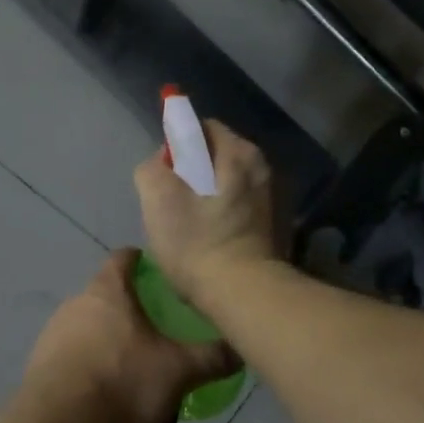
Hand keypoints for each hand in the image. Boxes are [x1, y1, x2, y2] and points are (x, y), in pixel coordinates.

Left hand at [21, 250, 236, 422]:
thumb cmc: (123, 382)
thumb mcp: (179, 371)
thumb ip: (211, 357)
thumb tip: (242, 347)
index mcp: (107, 292)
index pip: (123, 258)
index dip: (141, 262)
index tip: (157, 272)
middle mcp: (75, 305)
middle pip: (107, 299)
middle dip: (131, 316)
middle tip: (158, 337)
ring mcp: (53, 336)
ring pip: (90, 334)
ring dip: (111, 350)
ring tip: (136, 378)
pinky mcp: (39, 369)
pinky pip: (74, 365)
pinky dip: (92, 376)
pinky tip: (109, 404)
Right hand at [133, 118, 277, 309]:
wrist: (242, 294)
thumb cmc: (197, 242)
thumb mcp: (158, 199)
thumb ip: (152, 168)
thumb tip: (162, 163)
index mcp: (239, 152)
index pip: (201, 128)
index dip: (177, 145)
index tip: (165, 175)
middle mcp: (261, 167)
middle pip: (214, 156)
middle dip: (190, 172)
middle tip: (171, 203)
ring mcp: (270, 197)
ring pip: (224, 183)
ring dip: (204, 196)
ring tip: (187, 225)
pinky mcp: (271, 224)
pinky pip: (236, 205)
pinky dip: (220, 214)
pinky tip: (208, 239)